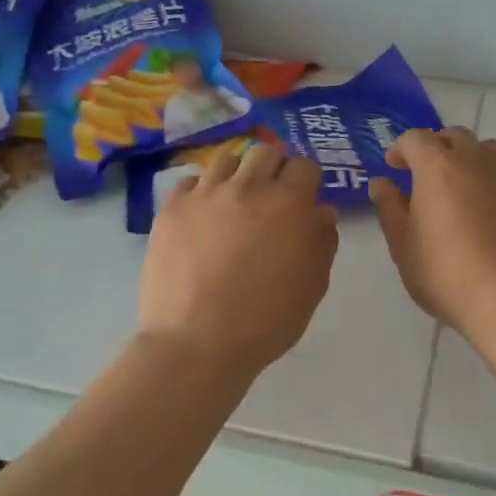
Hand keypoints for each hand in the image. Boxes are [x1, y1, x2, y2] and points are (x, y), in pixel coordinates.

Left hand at [139, 143, 337, 374]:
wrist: (196, 344)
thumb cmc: (265, 321)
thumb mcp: (312, 286)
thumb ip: (322, 242)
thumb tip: (321, 211)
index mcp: (289, 203)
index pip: (305, 165)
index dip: (307, 180)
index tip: (304, 199)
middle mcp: (249, 186)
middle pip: (267, 151)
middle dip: (275, 168)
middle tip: (270, 197)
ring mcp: (206, 194)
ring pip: (227, 159)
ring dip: (238, 175)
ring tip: (233, 203)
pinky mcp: (173, 208)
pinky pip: (190, 182)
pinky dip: (201, 193)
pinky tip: (201, 218)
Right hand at [369, 128, 495, 340]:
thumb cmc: (448, 276)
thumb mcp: (404, 247)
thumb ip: (389, 208)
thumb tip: (382, 183)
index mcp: (438, 167)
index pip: (415, 139)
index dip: (401, 149)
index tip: (394, 167)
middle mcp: (477, 160)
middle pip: (455, 137)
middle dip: (437, 149)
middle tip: (427, 176)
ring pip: (489, 151)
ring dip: (472, 160)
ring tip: (465, 190)